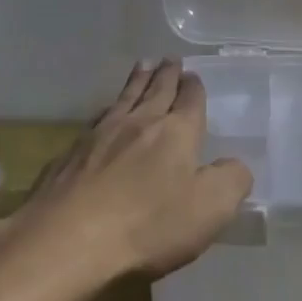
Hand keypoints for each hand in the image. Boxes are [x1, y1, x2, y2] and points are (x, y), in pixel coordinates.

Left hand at [6, 59, 252, 280]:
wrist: (66, 241)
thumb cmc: (148, 225)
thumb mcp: (210, 209)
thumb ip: (231, 181)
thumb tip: (235, 165)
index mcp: (176, 132)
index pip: (190, 100)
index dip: (194, 87)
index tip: (193, 75)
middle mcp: (139, 123)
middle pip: (156, 90)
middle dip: (166, 74)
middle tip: (169, 59)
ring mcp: (99, 136)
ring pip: (124, 99)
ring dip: (136, 82)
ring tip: (142, 67)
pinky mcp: (69, 155)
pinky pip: (96, 121)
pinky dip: (107, 110)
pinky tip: (104, 114)